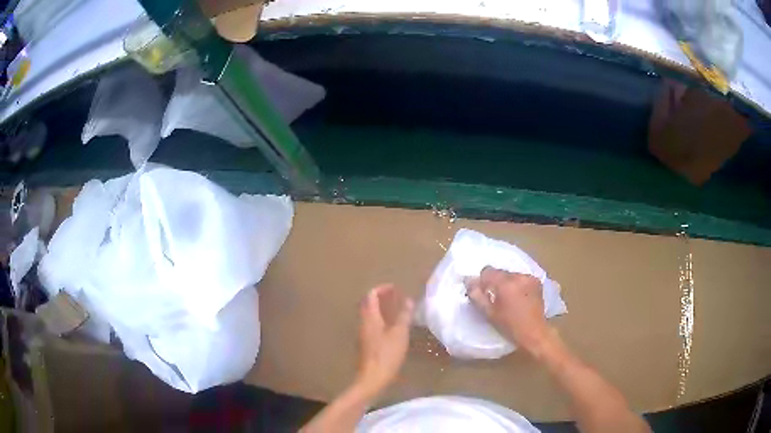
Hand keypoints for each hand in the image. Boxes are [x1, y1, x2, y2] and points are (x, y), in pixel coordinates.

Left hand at [355, 284, 413, 396]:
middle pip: (368, 304)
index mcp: (370, 317)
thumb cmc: (387, 354)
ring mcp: (363, 334)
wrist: (372, 377)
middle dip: (380, 297)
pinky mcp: (366, 343)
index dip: (382, 289)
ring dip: (380, 309)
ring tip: (395, 310)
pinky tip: (391, 327)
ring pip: (369, 315)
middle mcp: (364, 323)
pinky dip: (380, 319)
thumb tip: (408, 300)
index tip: (394, 288)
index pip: (371, 295)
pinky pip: (371, 324)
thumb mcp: (400, 334)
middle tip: (394, 296)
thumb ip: (404, 316)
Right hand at [466, 267, 552, 355]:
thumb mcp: (489, 313)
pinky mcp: (537, 281)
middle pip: (500, 272)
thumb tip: (469, 281)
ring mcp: (529, 278)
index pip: (487, 271)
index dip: (483, 281)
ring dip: (507, 283)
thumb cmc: (510, 326)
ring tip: (508, 298)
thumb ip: (477, 296)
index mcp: (506, 284)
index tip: (484, 293)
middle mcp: (519, 276)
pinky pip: (521, 278)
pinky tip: (519, 297)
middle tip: (495, 298)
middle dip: (495, 282)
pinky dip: (517, 284)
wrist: (534, 332)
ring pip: (511, 275)